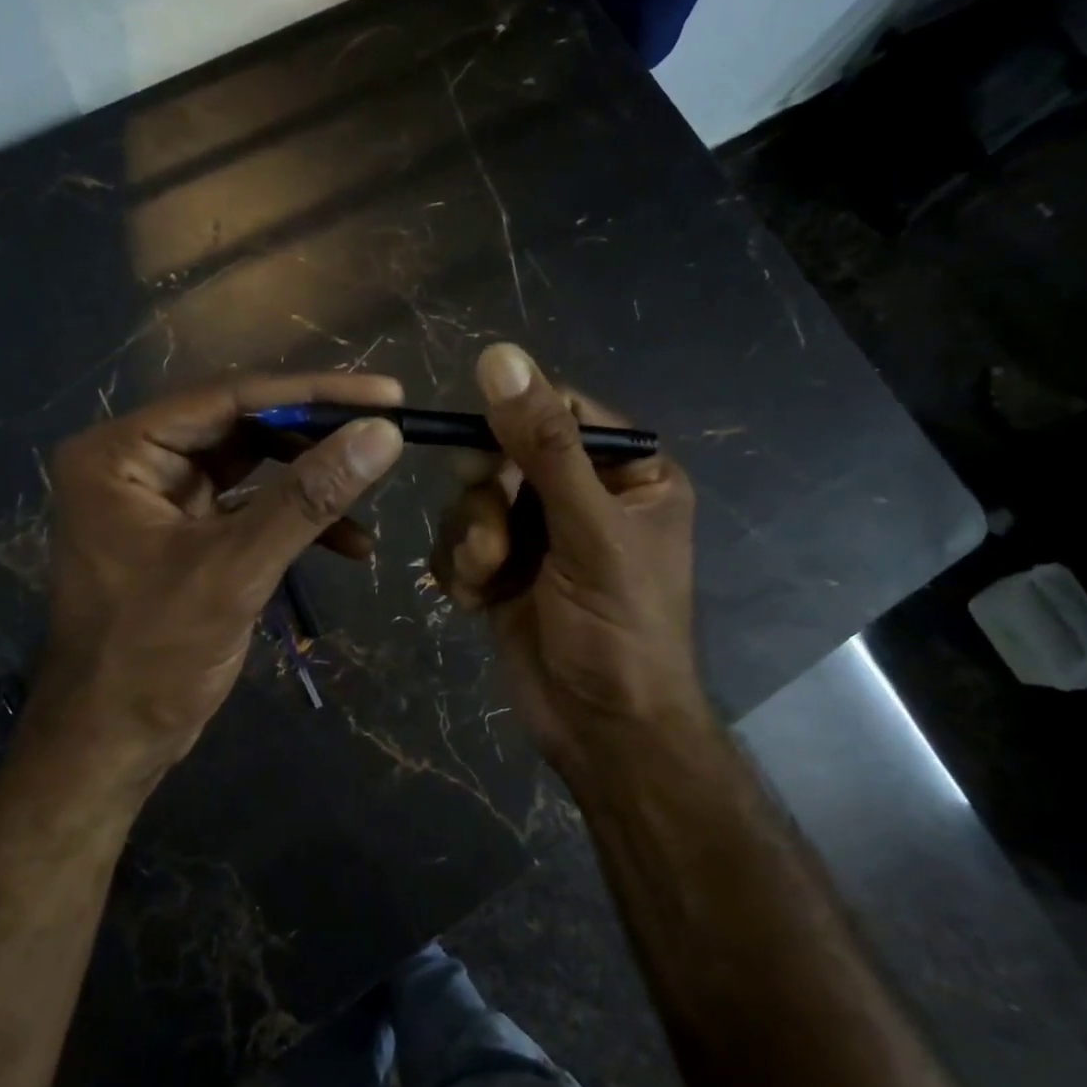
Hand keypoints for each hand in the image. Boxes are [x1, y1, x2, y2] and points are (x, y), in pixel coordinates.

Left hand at [37, 373, 404, 794]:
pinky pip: (250, 510)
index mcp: (122, 453)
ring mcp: (161, 499)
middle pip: (243, 427)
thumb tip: (382, 434)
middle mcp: (136, 462)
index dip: (313, 393)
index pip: (229, 399)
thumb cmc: (154, 656)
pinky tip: (350, 546)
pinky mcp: (186, 534)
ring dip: (312, 484)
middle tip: (386, 435)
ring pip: (253, 468)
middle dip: (316, 438)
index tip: (385, 394)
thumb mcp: (235, 570)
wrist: (112, 743)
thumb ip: (308, 498)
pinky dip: (296, 522)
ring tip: (371, 496)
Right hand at [432, 344, 707, 786]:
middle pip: (503, 453)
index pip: (560, 410)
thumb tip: (499, 355)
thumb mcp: (589, 530)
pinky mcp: (501, 570)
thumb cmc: (617, 628)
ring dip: (471, 541)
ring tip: (488, 580)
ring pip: (472, 500)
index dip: (514, 423)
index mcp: (628, 472)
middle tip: (495, 540)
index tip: (488, 458)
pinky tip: (475, 601)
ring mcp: (537, 534)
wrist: (600, 731)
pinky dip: (459, 569)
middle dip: (488, 500)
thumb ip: (544, 445)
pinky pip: (458, 542)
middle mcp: (581, 495)